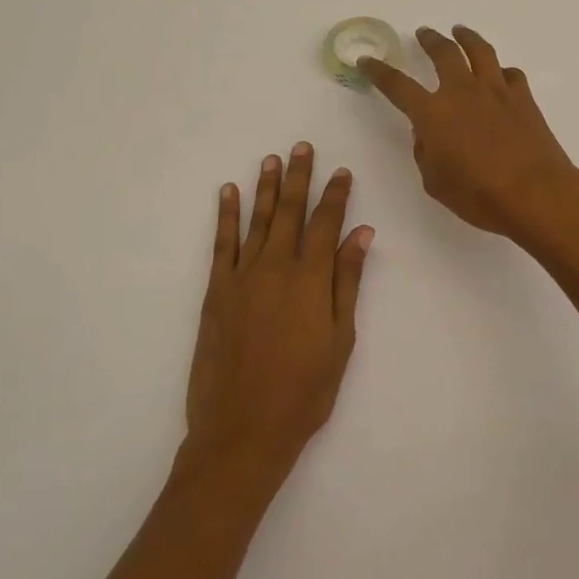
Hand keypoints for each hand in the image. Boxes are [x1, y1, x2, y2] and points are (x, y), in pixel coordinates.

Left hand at [181, 144, 373, 484]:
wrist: (242, 431)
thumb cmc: (304, 392)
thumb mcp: (340, 340)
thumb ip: (348, 282)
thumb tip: (362, 234)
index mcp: (311, 279)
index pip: (326, 223)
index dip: (336, 195)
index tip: (342, 171)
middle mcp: (276, 267)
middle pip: (290, 211)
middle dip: (299, 177)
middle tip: (302, 147)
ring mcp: (242, 277)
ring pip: (257, 220)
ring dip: (266, 187)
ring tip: (271, 159)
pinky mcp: (216, 291)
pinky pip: (222, 243)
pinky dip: (226, 215)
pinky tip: (228, 192)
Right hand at [360, 26, 578, 241]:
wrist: (535, 194)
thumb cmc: (479, 196)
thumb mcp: (435, 182)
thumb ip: (426, 153)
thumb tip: (427, 134)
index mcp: (433, 113)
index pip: (397, 85)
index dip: (379, 71)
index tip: (367, 60)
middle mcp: (462, 92)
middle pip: (443, 53)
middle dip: (430, 40)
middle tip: (424, 33)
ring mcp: (496, 91)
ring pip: (480, 51)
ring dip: (466, 38)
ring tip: (460, 31)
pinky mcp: (523, 98)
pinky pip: (511, 74)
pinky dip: (501, 71)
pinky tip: (500, 75)